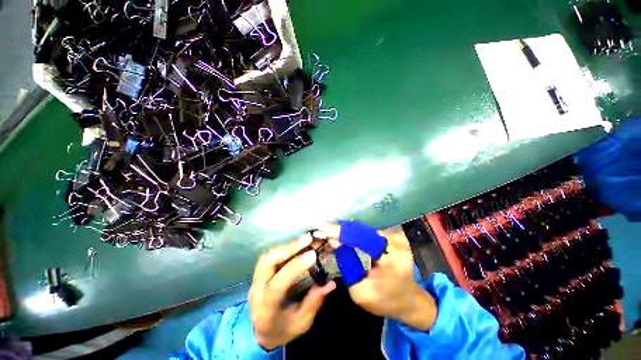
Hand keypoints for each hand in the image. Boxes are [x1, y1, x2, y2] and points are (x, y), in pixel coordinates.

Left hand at [249, 235, 335, 349]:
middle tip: (307, 239)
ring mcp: (255, 281)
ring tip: (304, 240)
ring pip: (267, 257)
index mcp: (266, 309)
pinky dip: (284, 248)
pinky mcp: (259, 274)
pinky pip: (270, 256)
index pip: (278, 284)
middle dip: (288, 248)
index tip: (312, 254)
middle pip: (266, 264)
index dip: (295, 267)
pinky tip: (296, 245)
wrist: (263, 333)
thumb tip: (331, 283)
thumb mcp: (302, 323)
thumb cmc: (283, 330)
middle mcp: (257, 291)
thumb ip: (314, 302)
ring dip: (286, 246)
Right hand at [319, 224, 436, 329]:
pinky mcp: (394, 232)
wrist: (409, 299)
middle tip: (322, 227)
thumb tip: (333, 241)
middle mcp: (397, 240)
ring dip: (347, 228)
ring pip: (365, 225)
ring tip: (330, 229)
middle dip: (341, 228)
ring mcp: (397, 234)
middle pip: (362, 228)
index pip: (361, 237)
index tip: (321, 226)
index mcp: (391, 258)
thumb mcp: (361, 292)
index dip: (339, 231)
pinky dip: (356, 230)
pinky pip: (370, 227)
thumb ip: (346, 266)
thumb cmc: (385, 300)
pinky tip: (344, 232)